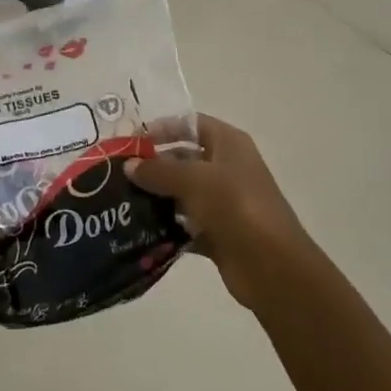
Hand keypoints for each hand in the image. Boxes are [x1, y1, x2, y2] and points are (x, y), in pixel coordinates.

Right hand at [129, 115, 311, 311]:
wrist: (272, 266)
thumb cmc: (235, 206)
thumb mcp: (193, 179)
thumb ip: (158, 170)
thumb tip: (129, 165)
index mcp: (229, 144)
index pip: (191, 124)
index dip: (162, 127)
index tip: (131, 140)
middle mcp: (227, 168)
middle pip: (184, 157)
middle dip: (153, 164)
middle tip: (118, 173)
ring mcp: (224, 202)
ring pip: (182, 192)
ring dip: (156, 197)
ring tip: (122, 201)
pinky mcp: (218, 233)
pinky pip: (186, 224)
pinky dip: (166, 226)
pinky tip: (139, 229)